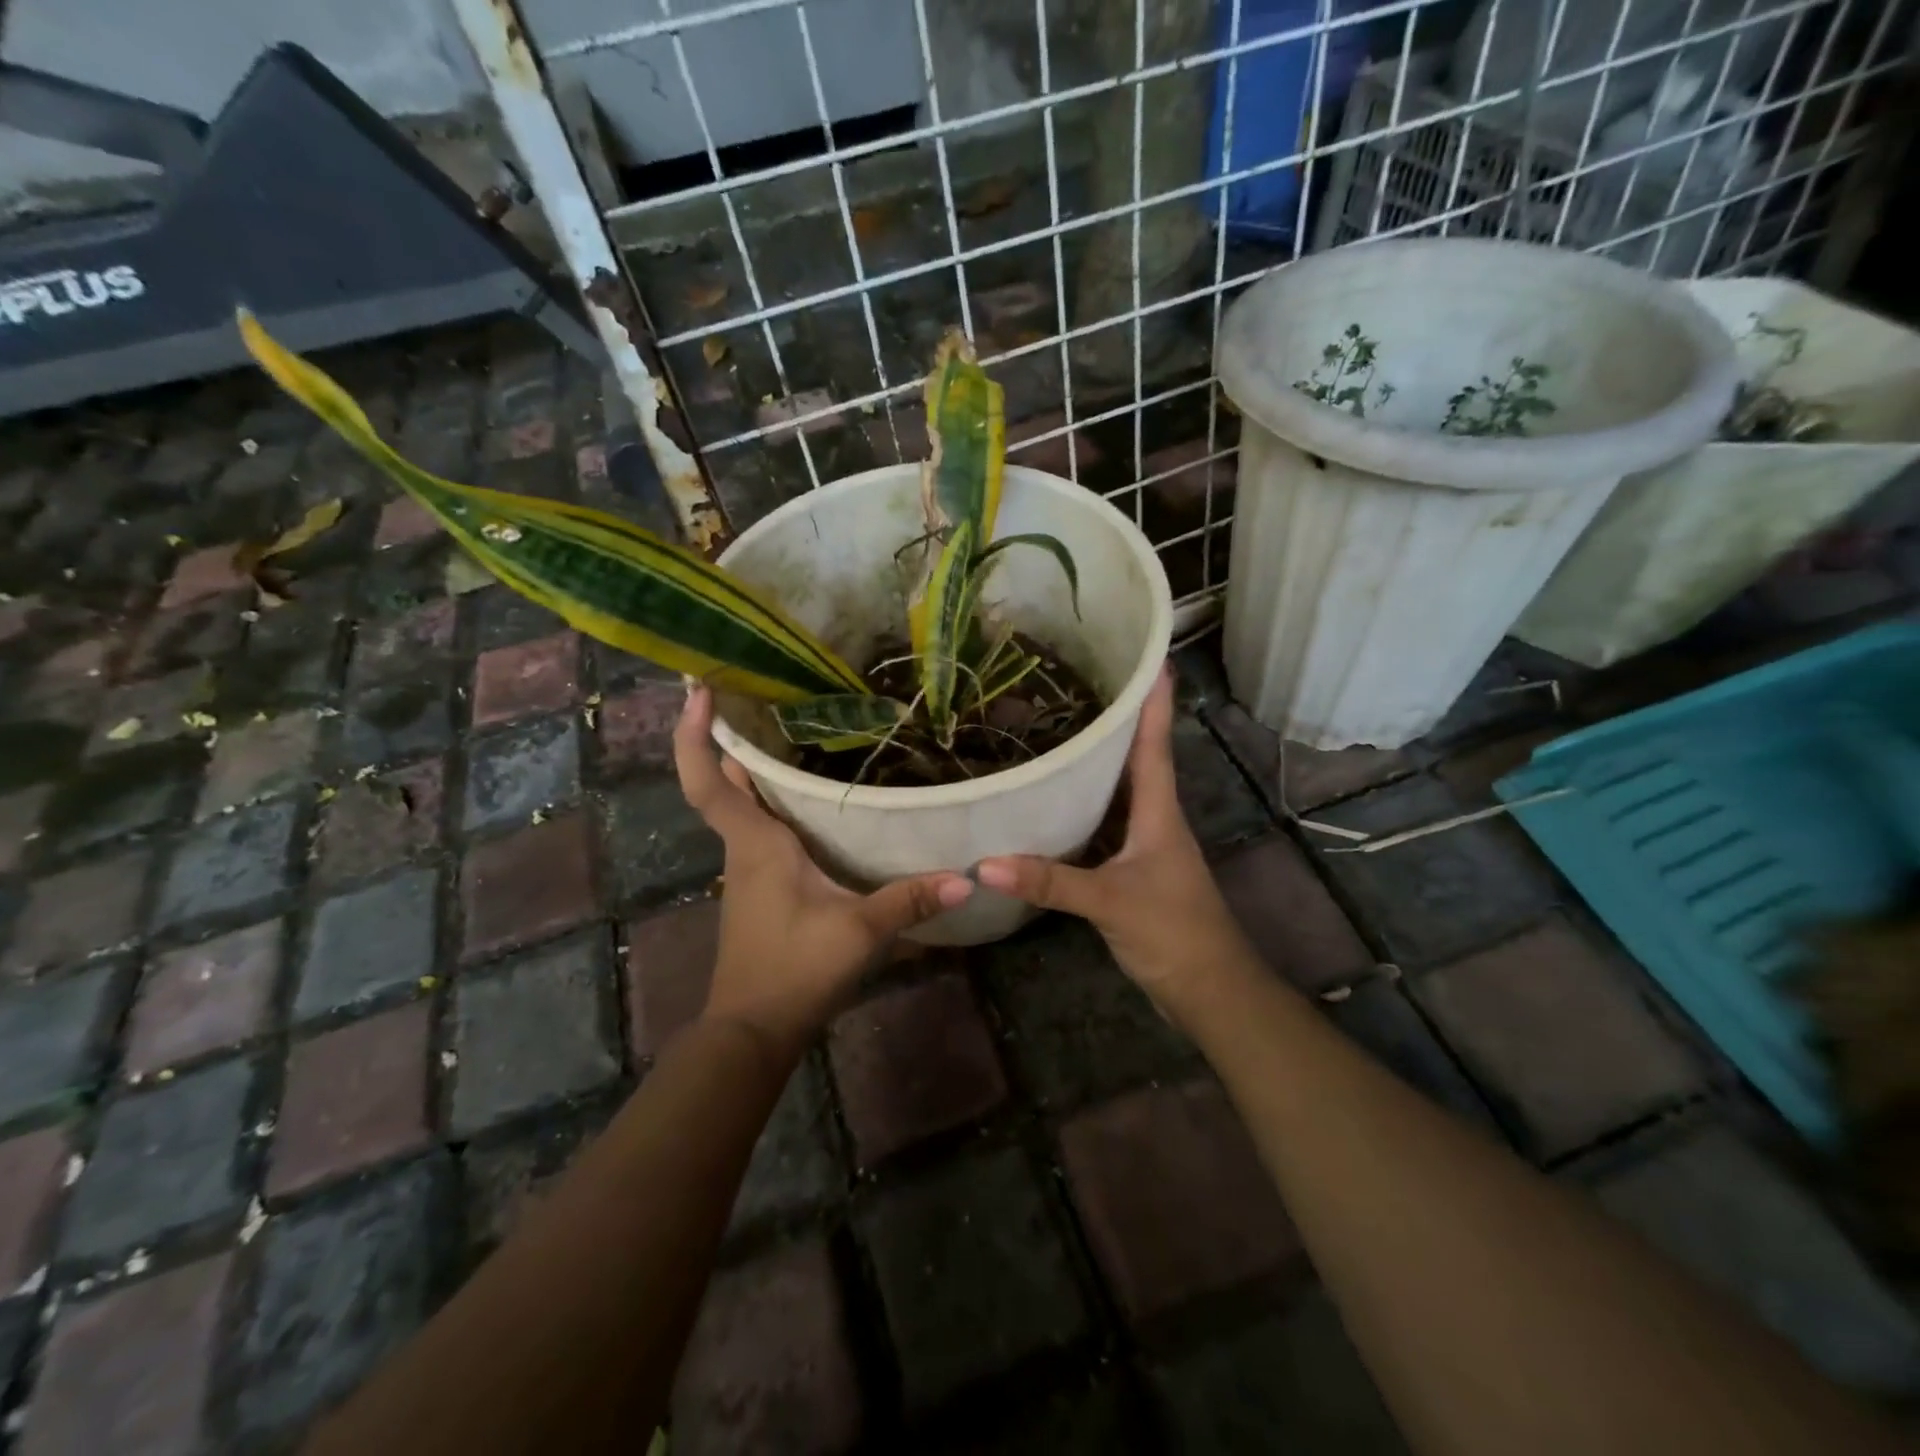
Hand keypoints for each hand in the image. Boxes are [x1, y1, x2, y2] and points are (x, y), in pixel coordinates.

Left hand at [674, 686, 972, 1061]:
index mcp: (755, 844)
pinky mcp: (761, 888)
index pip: (708, 782)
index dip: (696, 736)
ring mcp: (749, 870)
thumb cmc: (793, 971)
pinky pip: (761, 830)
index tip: (699, 691)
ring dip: (756, 770)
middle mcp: (744, 849)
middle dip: (733, 738)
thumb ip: (910, 901)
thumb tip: (968, 878)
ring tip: (795, 732)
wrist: (753, 1032)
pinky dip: (774, 804)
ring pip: (744, 807)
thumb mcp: (858, 932)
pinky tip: (812, 802)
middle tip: (763, 696)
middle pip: (726, 783)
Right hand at [975, 667, 1250, 1007]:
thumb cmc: (1174, 932)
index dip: (1154, 699)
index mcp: (1159, 810)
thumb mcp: (1111, 901)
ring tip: (1055, 730)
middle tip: (1076, 683)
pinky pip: (1102, 825)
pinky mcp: (1130, 870)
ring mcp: (1143, 845)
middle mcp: (1153, 818)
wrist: (1210, 991)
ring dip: (1094, 763)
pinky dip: (1080, 808)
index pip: (1155, 742)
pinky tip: (1051, 803)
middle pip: (1134, 758)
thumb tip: (984, 863)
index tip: (1149, 655)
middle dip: (1113, 720)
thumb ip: (1050, 881)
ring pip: (1116, 792)